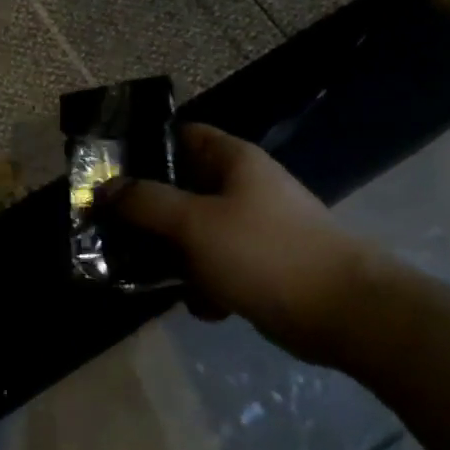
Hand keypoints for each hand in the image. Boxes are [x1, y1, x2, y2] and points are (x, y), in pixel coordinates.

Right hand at [109, 123, 369, 356]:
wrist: (345, 314)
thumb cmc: (264, 252)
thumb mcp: (194, 223)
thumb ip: (145, 202)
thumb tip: (105, 188)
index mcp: (233, 160)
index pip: (181, 135)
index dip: (143, 147)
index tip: (106, 171)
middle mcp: (243, 187)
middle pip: (182, 187)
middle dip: (147, 210)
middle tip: (109, 228)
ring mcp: (254, 228)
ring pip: (195, 231)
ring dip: (171, 253)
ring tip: (143, 272)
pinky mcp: (260, 265)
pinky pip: (216, 265)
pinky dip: (204, 283)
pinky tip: (200, 304)